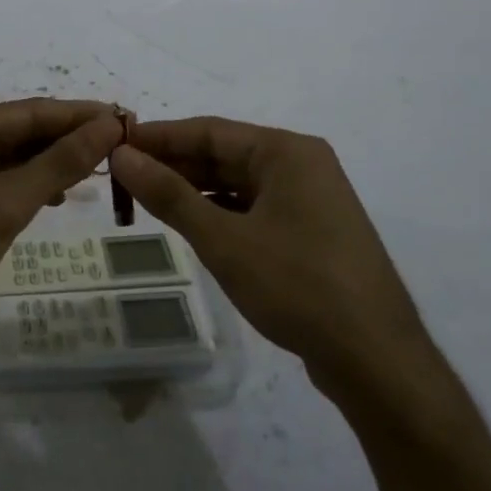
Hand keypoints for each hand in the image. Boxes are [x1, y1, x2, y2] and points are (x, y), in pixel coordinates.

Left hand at [0, 99, 125, 361]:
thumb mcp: (6, 202)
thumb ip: (59, 163)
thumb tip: (107, 126)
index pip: (32, 112)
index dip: (80, 115)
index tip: (126, 118)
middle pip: (23, 131)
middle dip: (69, 138)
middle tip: (122, 145)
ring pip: (15, 158)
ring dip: (54, 162)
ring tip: (101, 169)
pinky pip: (3, 181)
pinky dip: (32, 185)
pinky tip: (59, 195)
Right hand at [110, 117, 441, 409]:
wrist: (375, 359)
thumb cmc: (297, 286)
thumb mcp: (223, 240)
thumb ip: (169, 195)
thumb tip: (121, 156)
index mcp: (286, 151)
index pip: (209, 131)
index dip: (159, 137)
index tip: (114, 144)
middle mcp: (301, 165)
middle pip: (224, 154)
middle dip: (174, 164)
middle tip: (122, 177)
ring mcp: (310, 199)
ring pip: (238, 183)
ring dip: (194, 190)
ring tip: (146, 200)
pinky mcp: (311, 231)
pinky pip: (255, 207)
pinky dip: (220, 212)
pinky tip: (190, 224)